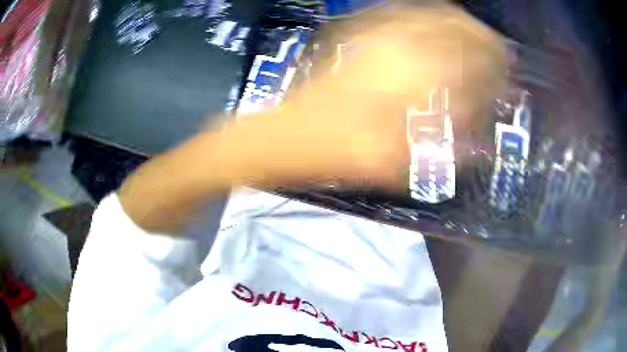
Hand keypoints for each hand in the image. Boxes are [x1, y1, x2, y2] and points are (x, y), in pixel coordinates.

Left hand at [226, 4, 505, 188]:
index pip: (473, 57)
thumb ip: (447, 144)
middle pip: (457, 23)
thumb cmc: (342, 154)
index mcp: (416, 74)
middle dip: (484, 38)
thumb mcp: (400, 162)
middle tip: (498, 54)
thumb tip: (480, 138)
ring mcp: (377, 32)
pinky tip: (437, 28)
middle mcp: (401, 42)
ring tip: (476, 39)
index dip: (497, 64)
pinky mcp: (360, 33)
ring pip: (432, 11)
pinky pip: (403, 13)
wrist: (290, 135)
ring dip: (460, 23)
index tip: (509, 74)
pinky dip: (430, 17)